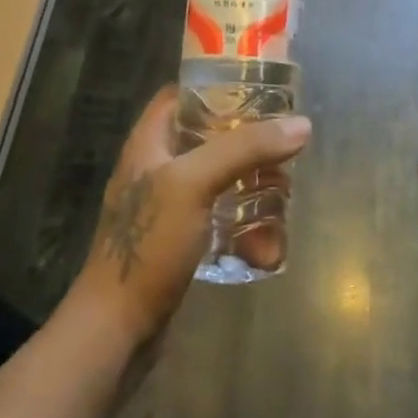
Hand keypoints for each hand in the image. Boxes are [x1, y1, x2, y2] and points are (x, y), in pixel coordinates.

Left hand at [70, 86, 310, 347]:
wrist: (116, 331)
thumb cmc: (149, 244)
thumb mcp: (194, 184)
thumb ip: (245, 148)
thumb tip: (301, 124)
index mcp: (150, 142)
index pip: (183, 94)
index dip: (219, 86)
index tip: (262, 91)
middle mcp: (159, 168)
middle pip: (214, 138)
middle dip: (253, 150)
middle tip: (285, 158)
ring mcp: (170, 207)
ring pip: (225, 182)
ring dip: (257, 197)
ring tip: (283, 210)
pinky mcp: (183, 241)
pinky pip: (224, 221)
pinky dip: (247, 232)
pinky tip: (266, 252)